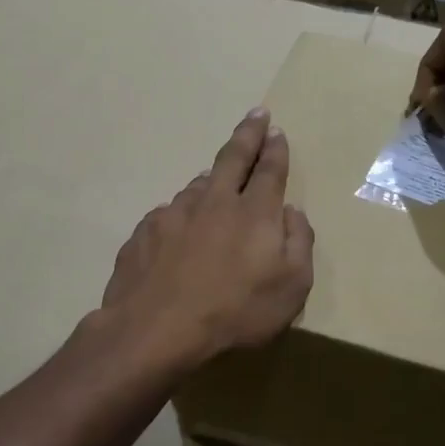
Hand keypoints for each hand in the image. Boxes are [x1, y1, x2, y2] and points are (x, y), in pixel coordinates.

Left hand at [101, 108, 314, 367]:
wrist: (155, 329)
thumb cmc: (235, 312)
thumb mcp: (291, 288)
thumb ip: (299, 243)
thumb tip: (292, 213)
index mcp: (254, 212)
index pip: (269, 170)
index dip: (275, 148)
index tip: (275, 129)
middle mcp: (214, 201)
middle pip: (233, 158)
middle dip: (247, 134)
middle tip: (256, 115)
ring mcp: (174, 213)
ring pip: (197, 186)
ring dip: (211, 179)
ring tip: (215, 180)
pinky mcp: (145, 231)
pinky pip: (169, 215)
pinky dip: (180, 216)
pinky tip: (178, 233)